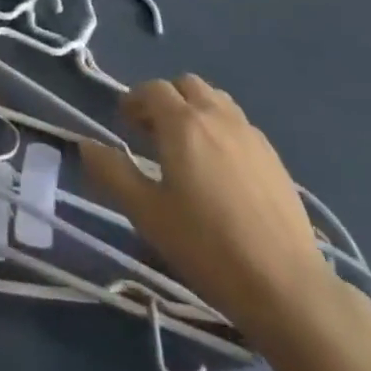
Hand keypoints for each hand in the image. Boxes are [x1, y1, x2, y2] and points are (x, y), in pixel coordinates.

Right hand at [81, 75, 334, 343]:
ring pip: (216, 100)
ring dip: (194, 110)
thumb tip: (85, 144)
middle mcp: (217, 116)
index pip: (152, 89)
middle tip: (152, 133)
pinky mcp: (274, 157)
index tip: (123, 124)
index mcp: (183, 123)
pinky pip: (238, 124)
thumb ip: (112, 173)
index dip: (134, 100)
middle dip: (165, 99)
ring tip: (186, 148)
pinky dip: (220, 130)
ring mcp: (250, 134)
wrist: (285, 285)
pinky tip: (220, 170)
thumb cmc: (206, 246)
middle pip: (186, 85)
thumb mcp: (147, 213)